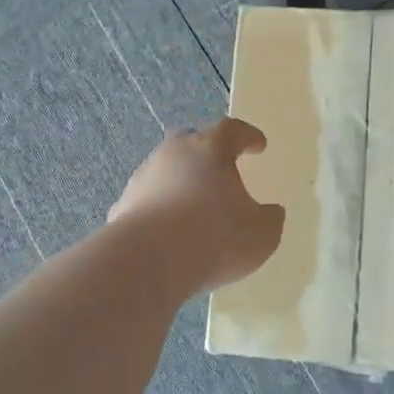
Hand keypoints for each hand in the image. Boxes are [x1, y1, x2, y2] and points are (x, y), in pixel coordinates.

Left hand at [109, 119, 285, 292]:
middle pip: (191, 140)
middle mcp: (173, 154)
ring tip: (194, 205)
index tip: (258, 145)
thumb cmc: (214, 238)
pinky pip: (148, 200)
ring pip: (165, 169)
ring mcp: (143, 178)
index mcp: (210, 149)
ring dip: (180, 181)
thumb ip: (269, 219)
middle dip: (206, 151)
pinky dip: (160, 208)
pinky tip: (168, 231)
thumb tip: (271, 212)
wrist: (146, 263)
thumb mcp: (261, 234)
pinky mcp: (123, 206)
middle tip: (220, 167)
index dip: (248, 136)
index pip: (232, 130)